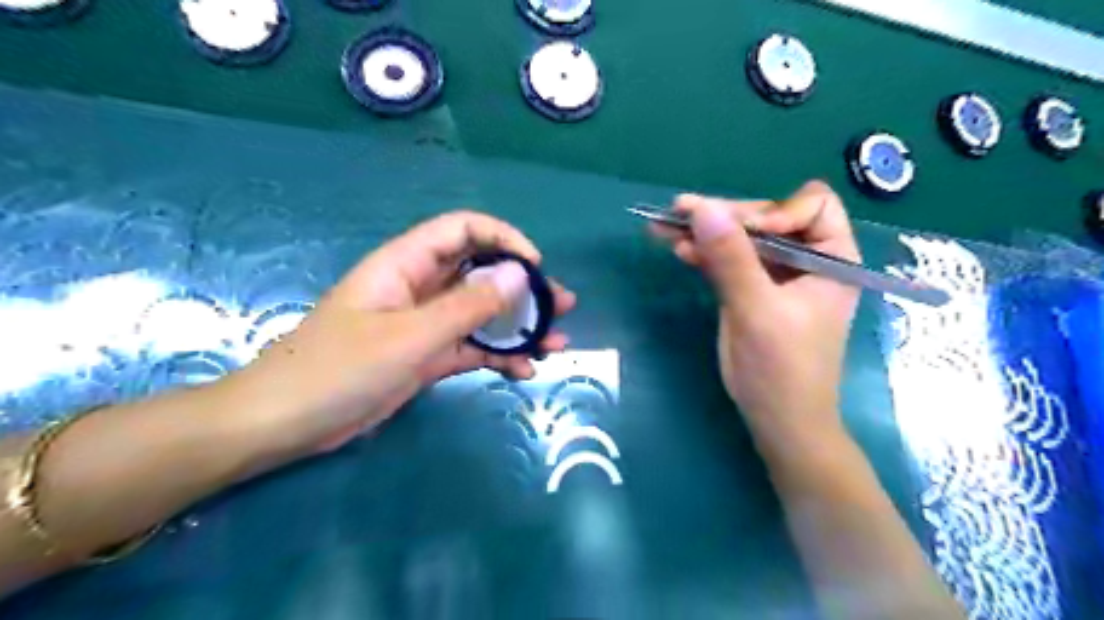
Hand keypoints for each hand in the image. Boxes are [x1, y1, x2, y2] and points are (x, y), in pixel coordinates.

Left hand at [234, 210, 578, 456]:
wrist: (286, 423)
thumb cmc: (339, 368)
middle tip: (562, 306)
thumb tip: (520, 273)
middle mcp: (420, 287)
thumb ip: (467, 306)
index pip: (463, 230)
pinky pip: (471, 347)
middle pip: (481, 273)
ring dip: (518, 326)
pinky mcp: (427, 356)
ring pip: (481, 314)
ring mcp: (425, 324)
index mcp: (407, 265)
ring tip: (557, 341)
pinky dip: (498, 356)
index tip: (535, 267)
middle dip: (524, 288)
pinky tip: (524, 370)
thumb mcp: (410, 336)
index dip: (503, 239)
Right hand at [650, 181, 856, 443]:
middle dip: (726, 217)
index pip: (811, 206)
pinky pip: (726, 260)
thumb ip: (731, 258)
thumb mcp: (757, 310)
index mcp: (831, 258)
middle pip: (767, 217)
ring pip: (741, 238)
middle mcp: (806, 259)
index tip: (743, 232)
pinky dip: (703, 253)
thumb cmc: (783, 368)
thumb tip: (701, 208)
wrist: (776, 419)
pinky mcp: (749, 289)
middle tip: (682, 213)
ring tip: (665, 224)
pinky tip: (678, 248)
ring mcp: (775, 275)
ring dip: (705, 231)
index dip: (775, 211)